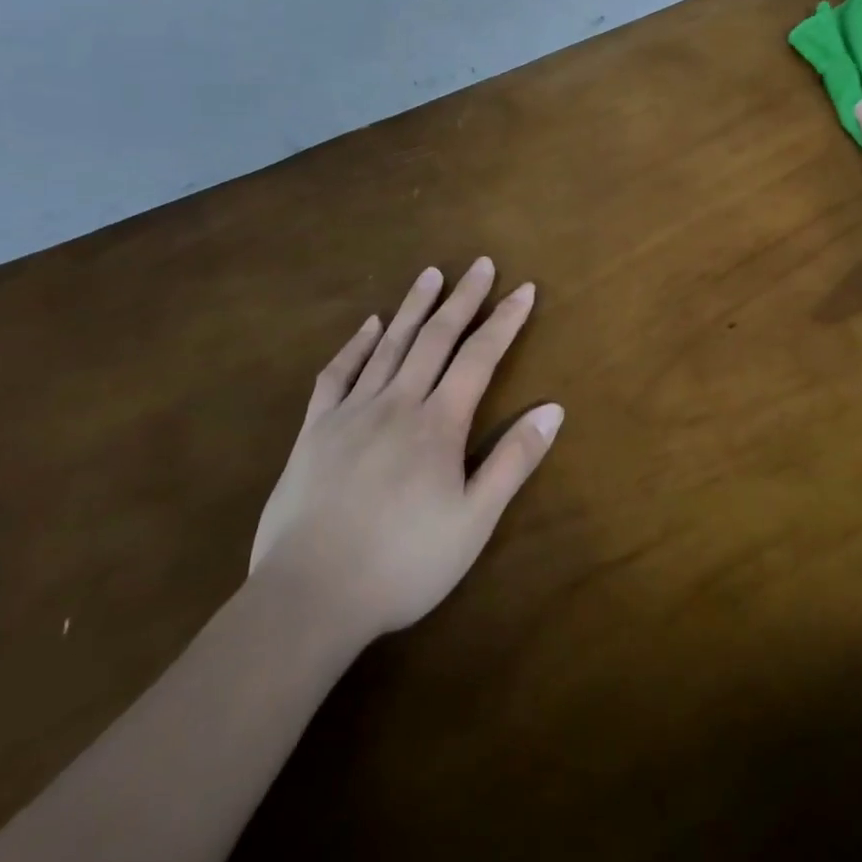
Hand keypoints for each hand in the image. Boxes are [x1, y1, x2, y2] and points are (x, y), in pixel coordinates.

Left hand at [249, 257, 562, 648]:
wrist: (309, 597)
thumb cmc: (403, 563)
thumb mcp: (474, 521)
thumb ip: (513, 461)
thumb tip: (553, 409)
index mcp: (438, 423)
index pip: (480, 357)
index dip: (505, 320)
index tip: (524, 289)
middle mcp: (397, 403)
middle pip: (436, 338)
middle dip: (462, 298)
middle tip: (480, 263)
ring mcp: (351, 413)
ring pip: (389, 345)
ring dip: (414, 307)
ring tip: (431, 274)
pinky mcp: (314, 431)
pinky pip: (336, 375)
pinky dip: (355, 345)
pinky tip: (368, 325)